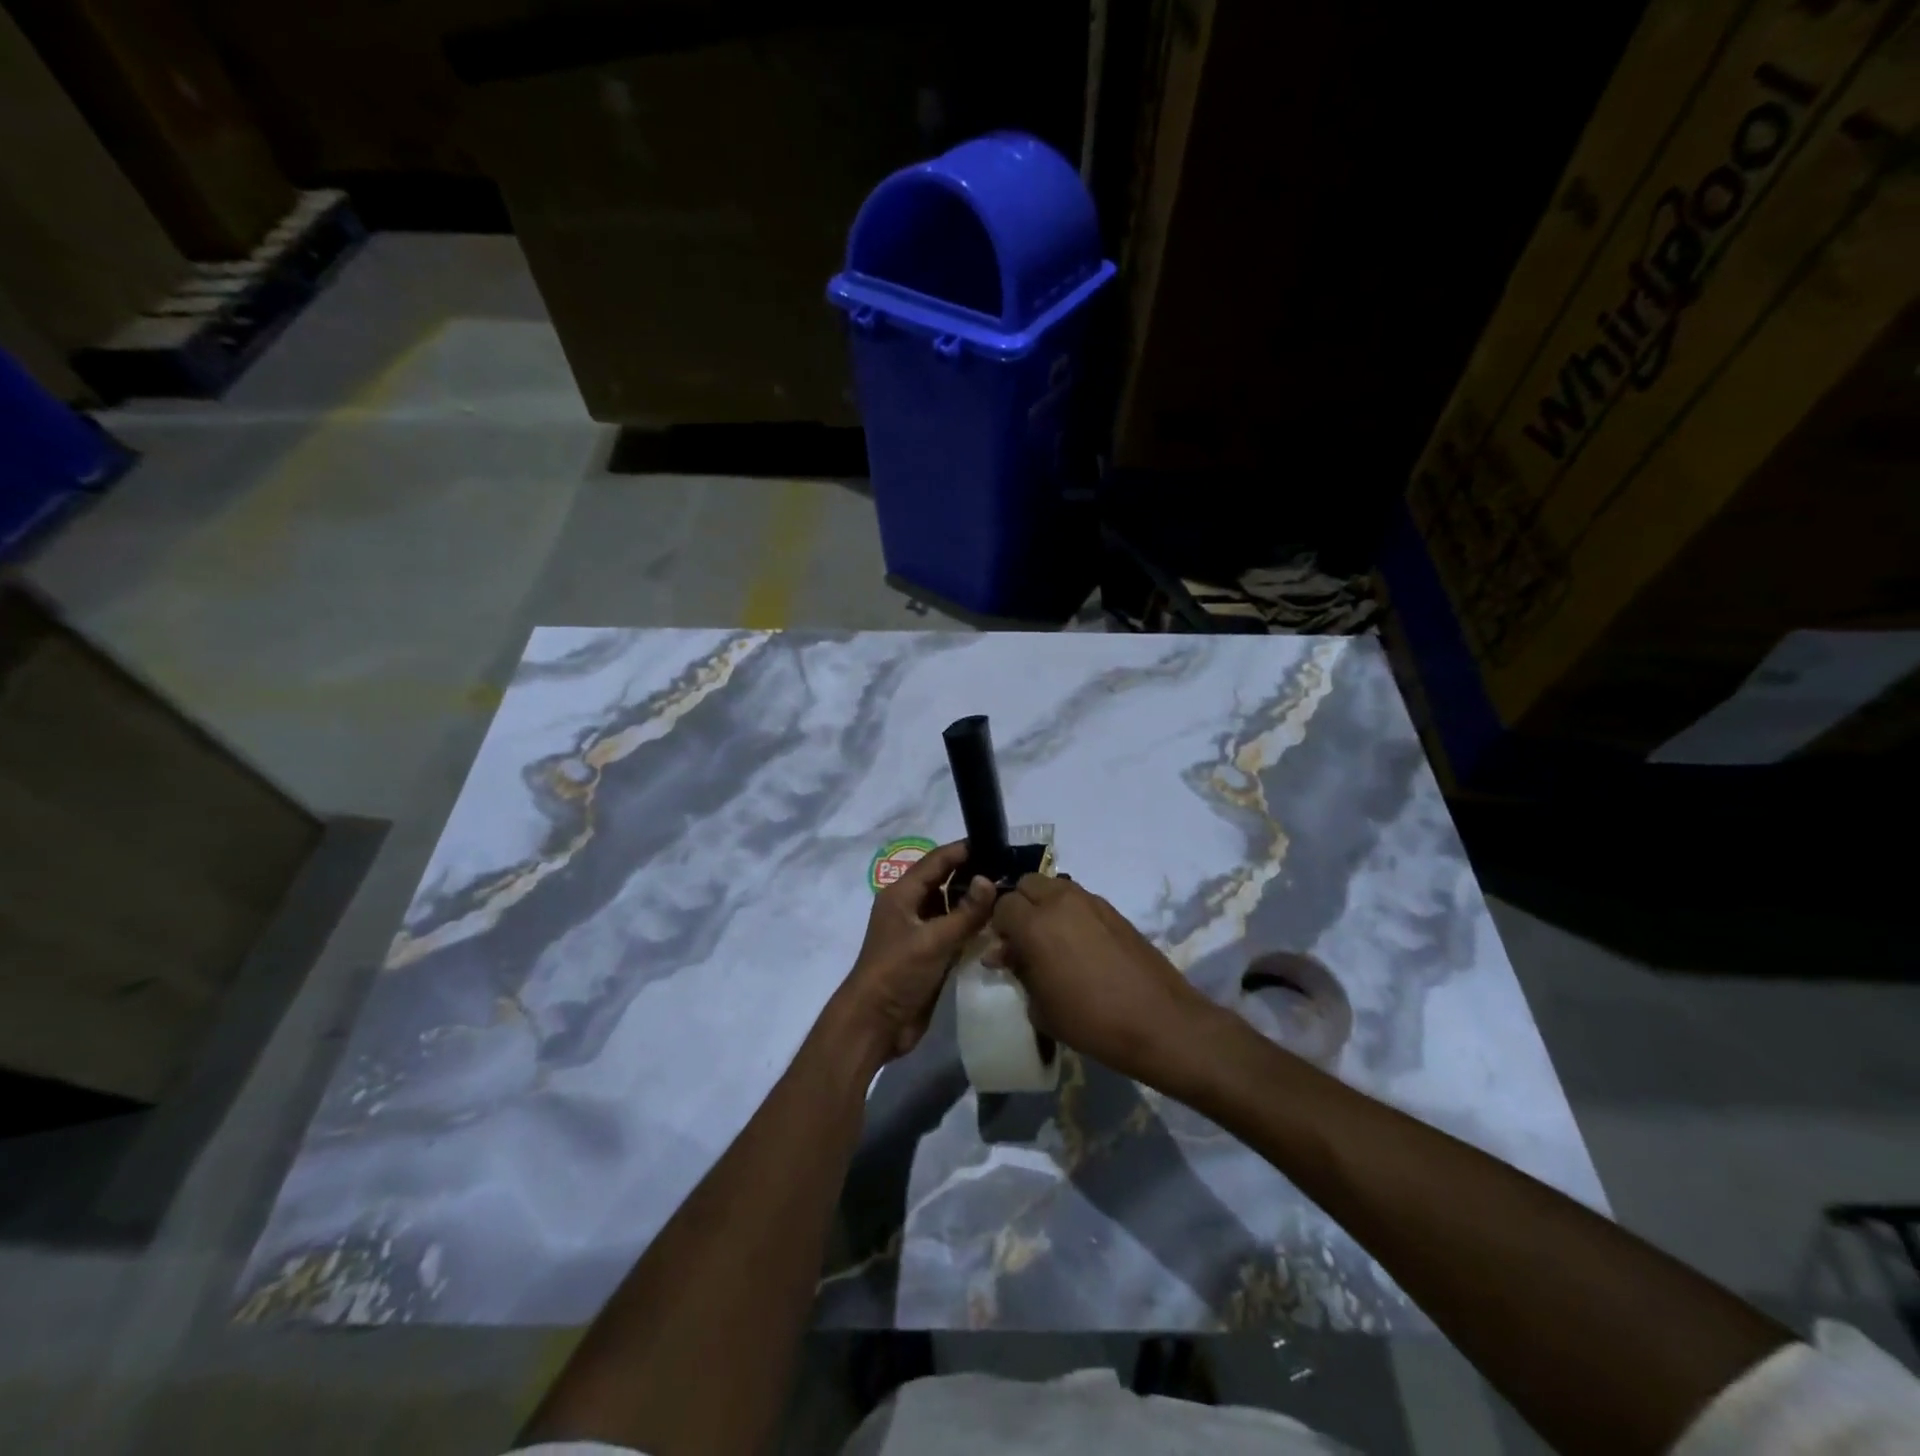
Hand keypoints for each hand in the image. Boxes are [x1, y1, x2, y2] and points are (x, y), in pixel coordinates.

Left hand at [837, 839, 994, 1064]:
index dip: (964, 850)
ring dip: (974, 902)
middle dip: (973, 874)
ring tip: (1010, 894)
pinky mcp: (929, 955)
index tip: (996, 842)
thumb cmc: (898, 973)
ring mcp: (919, 932)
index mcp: (902, 894)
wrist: (875, 1024)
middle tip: (1010, 869)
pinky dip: (972, 927)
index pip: (936, 861)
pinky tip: (998, 925)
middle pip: (944, 882)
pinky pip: (954, 932)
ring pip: (950, 907)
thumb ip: (965, 912)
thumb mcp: (934, 940)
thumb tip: (990, 879)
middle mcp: (910, 908)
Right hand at [987, 875, 1222, 1087]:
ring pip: (1055, 887)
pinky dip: (1070, 912)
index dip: (998, 927)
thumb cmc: (1091, 1021)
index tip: (1004, 951)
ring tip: (1052, 940)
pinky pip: (1080, 900)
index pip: (1001, 906)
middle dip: (1020, 906)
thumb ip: (1018, 971)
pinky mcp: (1113, 910)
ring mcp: (1091, 901)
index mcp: (1035, 924)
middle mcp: (1061, 901)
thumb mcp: (1041, 1007)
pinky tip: (1079, 945)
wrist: (1158, 1021)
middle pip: (1027, 884)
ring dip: (1045, 905)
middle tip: (1024, 939)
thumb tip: (1005, 954)